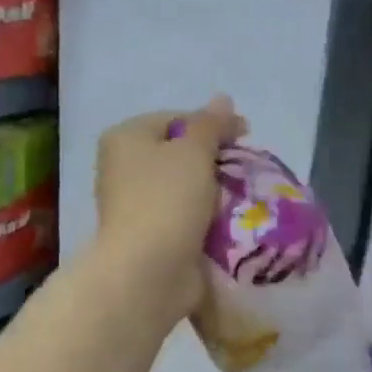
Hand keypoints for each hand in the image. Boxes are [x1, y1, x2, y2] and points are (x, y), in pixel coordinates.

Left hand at [94, 96, 247, 323]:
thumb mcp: (194, 151)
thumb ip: (211, 124)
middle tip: (246, 168)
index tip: (246, 136)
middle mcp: (124, 168)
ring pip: (185, 188)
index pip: (175, 118)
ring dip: (214, 191)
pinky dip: (207, 218)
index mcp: (126, 138)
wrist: (149, 272)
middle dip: (214, 160)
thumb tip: (223, 99)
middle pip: (179, 153)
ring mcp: (137, 205)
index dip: (212, 124)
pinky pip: (186, 217)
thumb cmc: (167, 200)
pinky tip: (231, 222)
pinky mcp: (152, 236)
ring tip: (243, 196)